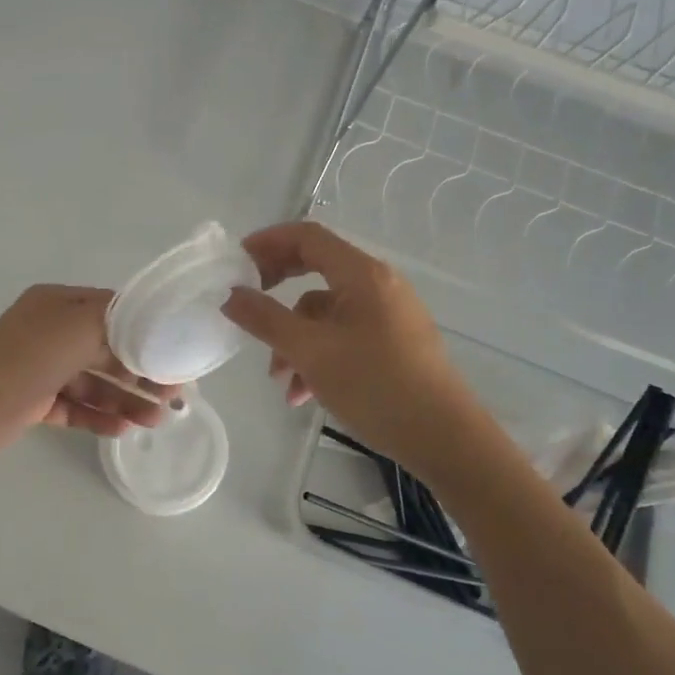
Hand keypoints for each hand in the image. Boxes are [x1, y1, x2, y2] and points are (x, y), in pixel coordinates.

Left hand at [0, 285, 181, 462]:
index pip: (112, 310)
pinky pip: (74, 407)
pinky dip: (98, 416)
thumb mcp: (79, 326)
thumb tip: (145, 335)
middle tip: (172, 395)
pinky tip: (123, 429)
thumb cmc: (28, 358)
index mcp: (58, 304)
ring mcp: (40, 368)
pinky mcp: (33, 401)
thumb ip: (117, 325)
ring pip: (92, 382)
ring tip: (154, 421)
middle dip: (140, 372)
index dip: (145, 330)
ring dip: (124, 399)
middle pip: (105, 349)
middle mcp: (49, 332)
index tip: (174, 352)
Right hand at [223, 222, 460, 461]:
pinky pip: (343, 336)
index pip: (308, 236)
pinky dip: (318, 356)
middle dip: (276, 289)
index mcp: (362, 274)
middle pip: (315, 270)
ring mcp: (388, 315)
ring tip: (279, 380)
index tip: (235, 261)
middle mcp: (378, 285)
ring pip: (326, 313)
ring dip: (294, 339)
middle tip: (245, 304)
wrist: (445, 438)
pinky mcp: (393, 344)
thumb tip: (229, 294)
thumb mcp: (310, 352)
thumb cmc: (376, 386)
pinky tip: (304, 394)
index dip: (268, 242)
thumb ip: (265, 319)